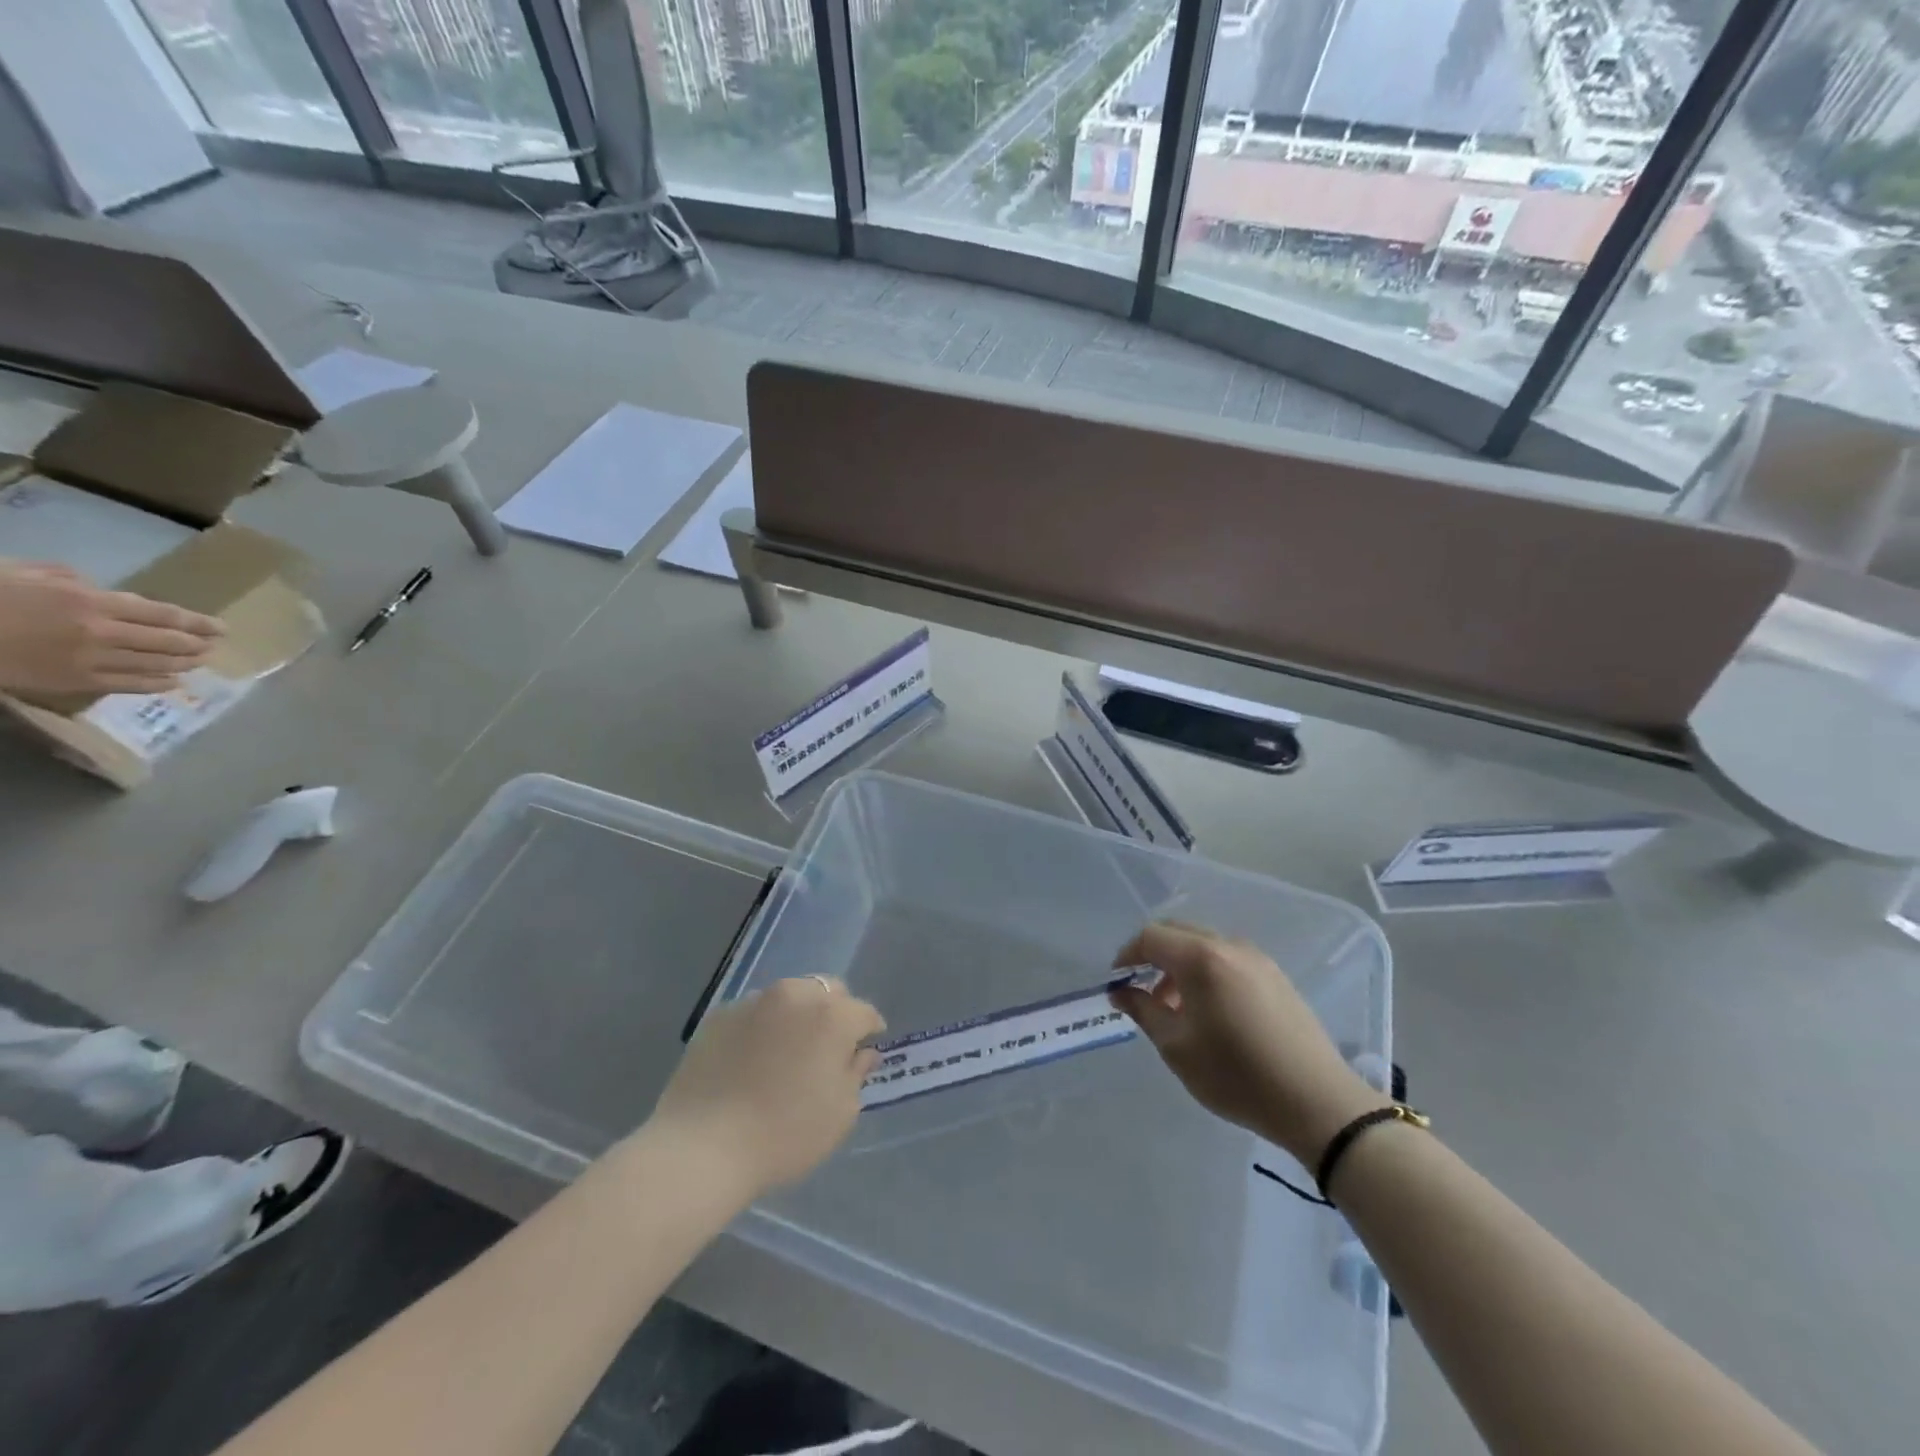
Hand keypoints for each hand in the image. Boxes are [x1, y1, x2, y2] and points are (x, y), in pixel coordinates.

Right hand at [0, 562, 222, 694]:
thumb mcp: (23, 573)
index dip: (198, 622)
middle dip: (198, 643)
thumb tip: (98, 588)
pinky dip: (157, 683)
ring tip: (202, 661)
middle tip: (217, 645)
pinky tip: (173, 681)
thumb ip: (68, 579)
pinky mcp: (76, 682)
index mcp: (91, 601)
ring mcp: (91, 660)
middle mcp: (102, 632)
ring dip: (185, 663)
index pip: (164, 614)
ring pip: (155, 664)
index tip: (221, 628)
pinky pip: (129, 685)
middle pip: (168, 641)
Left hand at [650, 977, 883, 1197]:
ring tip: (785, 1052)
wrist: (702, 1148)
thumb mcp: (840, 1114)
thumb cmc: (784, 1135)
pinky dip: (761, 1027)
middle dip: (834, 1012)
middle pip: (827, 991)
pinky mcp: (719, 1015)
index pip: (864, 1012)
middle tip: (827, 1048)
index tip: (866, 1050)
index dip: (869, 1031)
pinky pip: (752, 1013)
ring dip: (796, 1016)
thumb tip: (862, 1052)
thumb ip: (856, 1074)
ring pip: (788, 997)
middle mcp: (795, 995)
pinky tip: (750, 1060)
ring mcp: (753, 1001)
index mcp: (832, 1015)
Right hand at [1112, 922, 1388, 1164]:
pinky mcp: (1275, 976)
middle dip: (1153, 956)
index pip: (1151, 937)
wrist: (1317, 1102)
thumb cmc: (1236, 1075)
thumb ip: (1143, 1010)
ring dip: (1180, 966)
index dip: (1128, 954)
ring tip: (1175, 1008)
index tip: (1117, 982)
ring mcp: (1257, 959)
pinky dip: (1207, 972)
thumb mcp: (1177, 1047)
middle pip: (1178, 933)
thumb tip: (1121, 991)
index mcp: (1201, 958)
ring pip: (1204, 945)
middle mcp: (1229, 946)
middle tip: (1141, 991)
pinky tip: (1210, 1011)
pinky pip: (1228, 959)